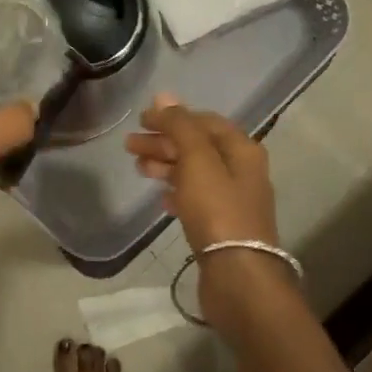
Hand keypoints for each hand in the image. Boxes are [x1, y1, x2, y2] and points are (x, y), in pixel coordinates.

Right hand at [125, 94, 280, 246]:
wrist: (238, 275)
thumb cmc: (217, 210)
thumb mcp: (197, 160)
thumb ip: (180, 126)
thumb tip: (164, 96)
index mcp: (242, 149)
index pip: (204, 121)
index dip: (173, 117)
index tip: (142, 120)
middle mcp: (242, 170)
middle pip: (198, 146)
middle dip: (164, 142)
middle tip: (129, 145)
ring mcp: (233, 200)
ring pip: (195, 172)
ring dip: (166, 165)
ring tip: (138, 168)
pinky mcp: (222, 226)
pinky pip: (196, 199)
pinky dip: (177, 191)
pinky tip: (160, 198)